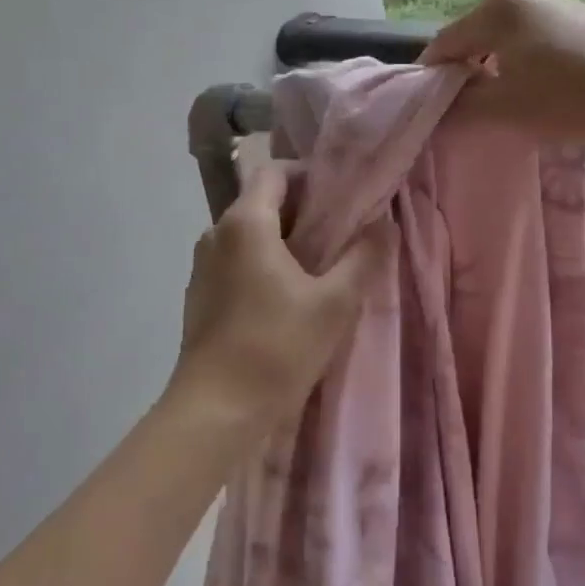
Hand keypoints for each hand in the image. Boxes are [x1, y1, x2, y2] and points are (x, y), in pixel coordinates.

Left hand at [166, 162, 382, 438]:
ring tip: (322, 265)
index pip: (274, 172)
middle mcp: (216, 233)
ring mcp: (203, 266)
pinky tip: (289, 296)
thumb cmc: (276, 349)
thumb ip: (364, 257)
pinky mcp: (200, 295)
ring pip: (250, 234)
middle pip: (263, 201)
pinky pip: (236, 261)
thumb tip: (385, 223)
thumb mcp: (334, 303)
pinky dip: (264, 264)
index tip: (342, 197)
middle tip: (342, 232)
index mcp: (246, 222)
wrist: (215, 413)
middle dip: (303, 211)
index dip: (310, 175)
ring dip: (285, 240)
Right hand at [420, 0, 584, 146]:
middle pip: (473, 36)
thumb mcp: (503, 110)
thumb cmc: (567, 100)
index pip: (444, 43)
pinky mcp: (578, 16)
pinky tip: (538, 88)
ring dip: (494, 68)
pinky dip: (522, 61)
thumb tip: (435, 108)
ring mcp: (553, 2)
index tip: (428, 108)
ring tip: (502, 101)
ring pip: (504, 38)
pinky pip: (532, 38)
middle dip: (464, 71)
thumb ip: (458, 108)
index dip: (431, 77)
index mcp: (495, 10)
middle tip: (466, 109)